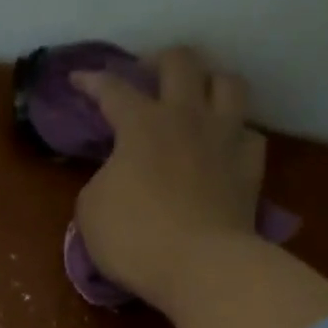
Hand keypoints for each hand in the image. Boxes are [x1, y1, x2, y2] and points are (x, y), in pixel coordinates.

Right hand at [71, 47, 268, 312]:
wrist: (199, 266)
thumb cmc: (134, 239)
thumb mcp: (91, 212)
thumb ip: (100, 181)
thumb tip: (116, 174)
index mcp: (142, 124)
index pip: (113, 90)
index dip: (92, 81)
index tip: (77, 79)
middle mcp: (187, 116)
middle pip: (180, 62)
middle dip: (158, 62)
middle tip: (146, 77)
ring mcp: (225, 137)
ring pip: (228, 82)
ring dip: (209, 82)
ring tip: (197, 98)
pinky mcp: (250, 166)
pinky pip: (249, 133)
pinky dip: (235, 134)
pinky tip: (225, 146)